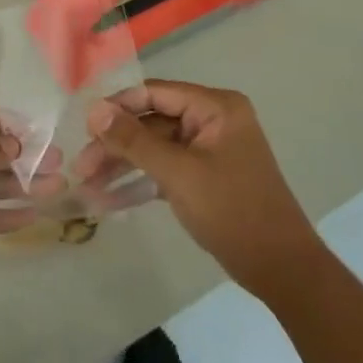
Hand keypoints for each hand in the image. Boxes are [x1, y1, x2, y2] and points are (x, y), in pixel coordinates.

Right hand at [86, 80, 320, 298]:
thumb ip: (134, 140)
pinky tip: (108, 197)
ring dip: (122, 163)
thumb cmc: (233, 211)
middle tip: (81, 167)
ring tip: (87, 183)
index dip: (117, 107)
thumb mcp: (178, 173)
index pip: (155, 93)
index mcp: (215, 107)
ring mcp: (208, 149)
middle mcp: (212, 120)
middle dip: (115, 143)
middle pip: (151, 121)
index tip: (83, 127)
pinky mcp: (204, 176)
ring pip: (154, 146)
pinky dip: (139, 180)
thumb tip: (94, 110)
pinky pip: (164, 168)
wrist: (281, 269)